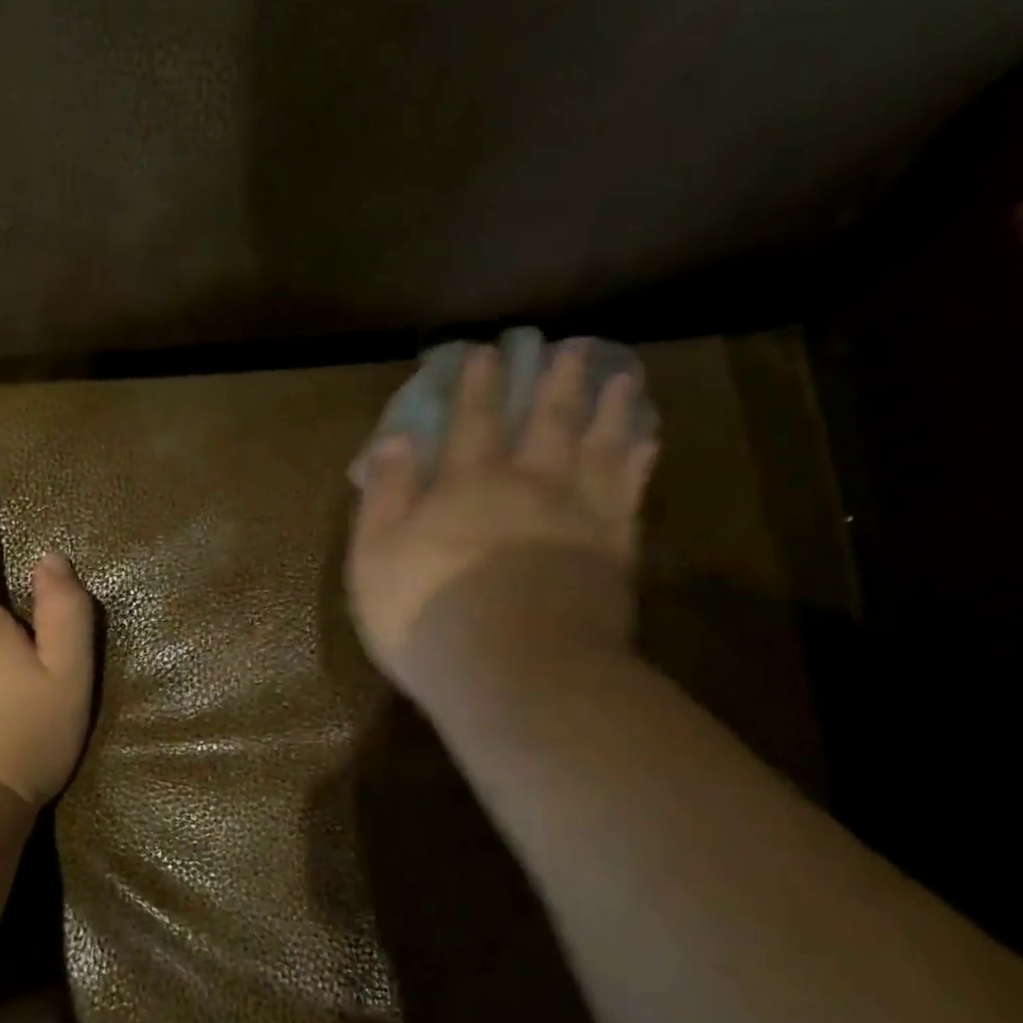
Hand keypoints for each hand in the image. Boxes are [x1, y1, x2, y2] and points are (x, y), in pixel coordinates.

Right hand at [346, 339, 658, 698]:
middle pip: (547, 423)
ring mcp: (579, 519)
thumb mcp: (375, 555)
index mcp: (467, 485)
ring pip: (600, 449)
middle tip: (573, 348)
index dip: (478, 385)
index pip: (472, 421)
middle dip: (556, 383)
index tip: (488, 351)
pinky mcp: (614, 555)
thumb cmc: (427, 613)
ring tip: (623, 377)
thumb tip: (395, 438)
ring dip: (610, 410)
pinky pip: (629, 496)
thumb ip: (384, 494)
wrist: (515, 673)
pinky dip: (638, 465)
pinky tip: (646, 445)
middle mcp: (529, 487)